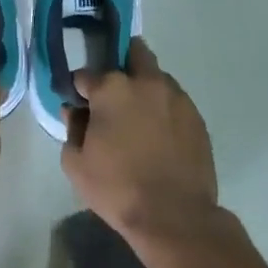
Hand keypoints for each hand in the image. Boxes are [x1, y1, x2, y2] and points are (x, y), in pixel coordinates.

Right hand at [61, 39, 218, 246]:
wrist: (174, 216)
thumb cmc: (117, 188)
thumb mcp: (76, 163)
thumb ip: (72, 129)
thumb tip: (75, 111)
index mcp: (112, 89)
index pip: (86, 74)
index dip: (79, 88)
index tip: (79, 103)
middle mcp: (146, 82)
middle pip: (134, 52)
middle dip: (121, 63)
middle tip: (113, 93)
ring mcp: (176, 97)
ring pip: (157, 77)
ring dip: (144, 87)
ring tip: (139, 118)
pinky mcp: (196, 116)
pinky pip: (174, 101)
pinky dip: (163, 109)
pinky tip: (159, 134)